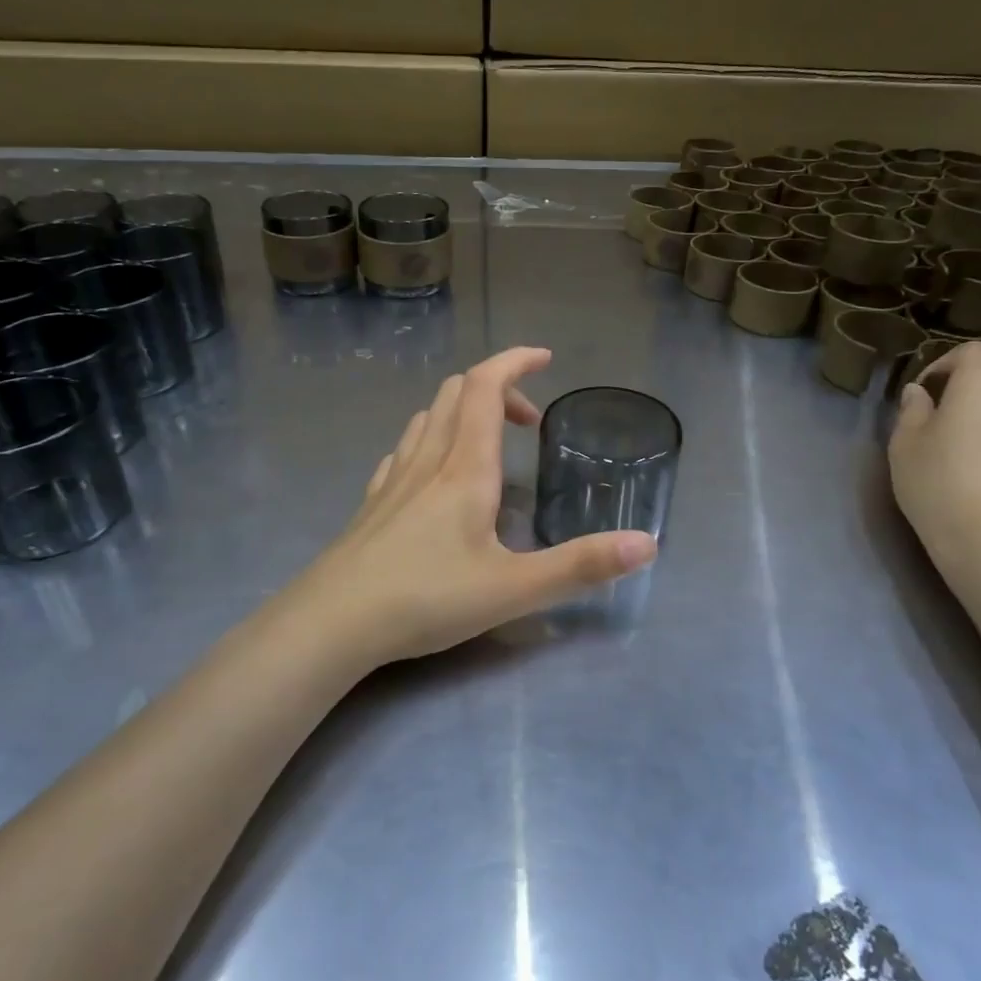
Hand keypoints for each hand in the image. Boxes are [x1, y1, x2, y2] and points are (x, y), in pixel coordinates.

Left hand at [270, 347, 657, 669]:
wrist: (333, 623)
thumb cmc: (426, 598)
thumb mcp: (514, 589)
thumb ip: (581, 566)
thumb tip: (648, 544)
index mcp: (466, 468)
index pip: (487, 387)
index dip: (516, 361)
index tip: (546, 358)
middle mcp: (428, 461)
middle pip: (456, 393)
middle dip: (498, 389)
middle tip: (530, 421)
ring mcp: (393, 480)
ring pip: (426, 417)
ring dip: (462, 410)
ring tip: (489, 440)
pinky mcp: (372, 503)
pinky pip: (404, 450)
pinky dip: (430, 439)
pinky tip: (434, 473)